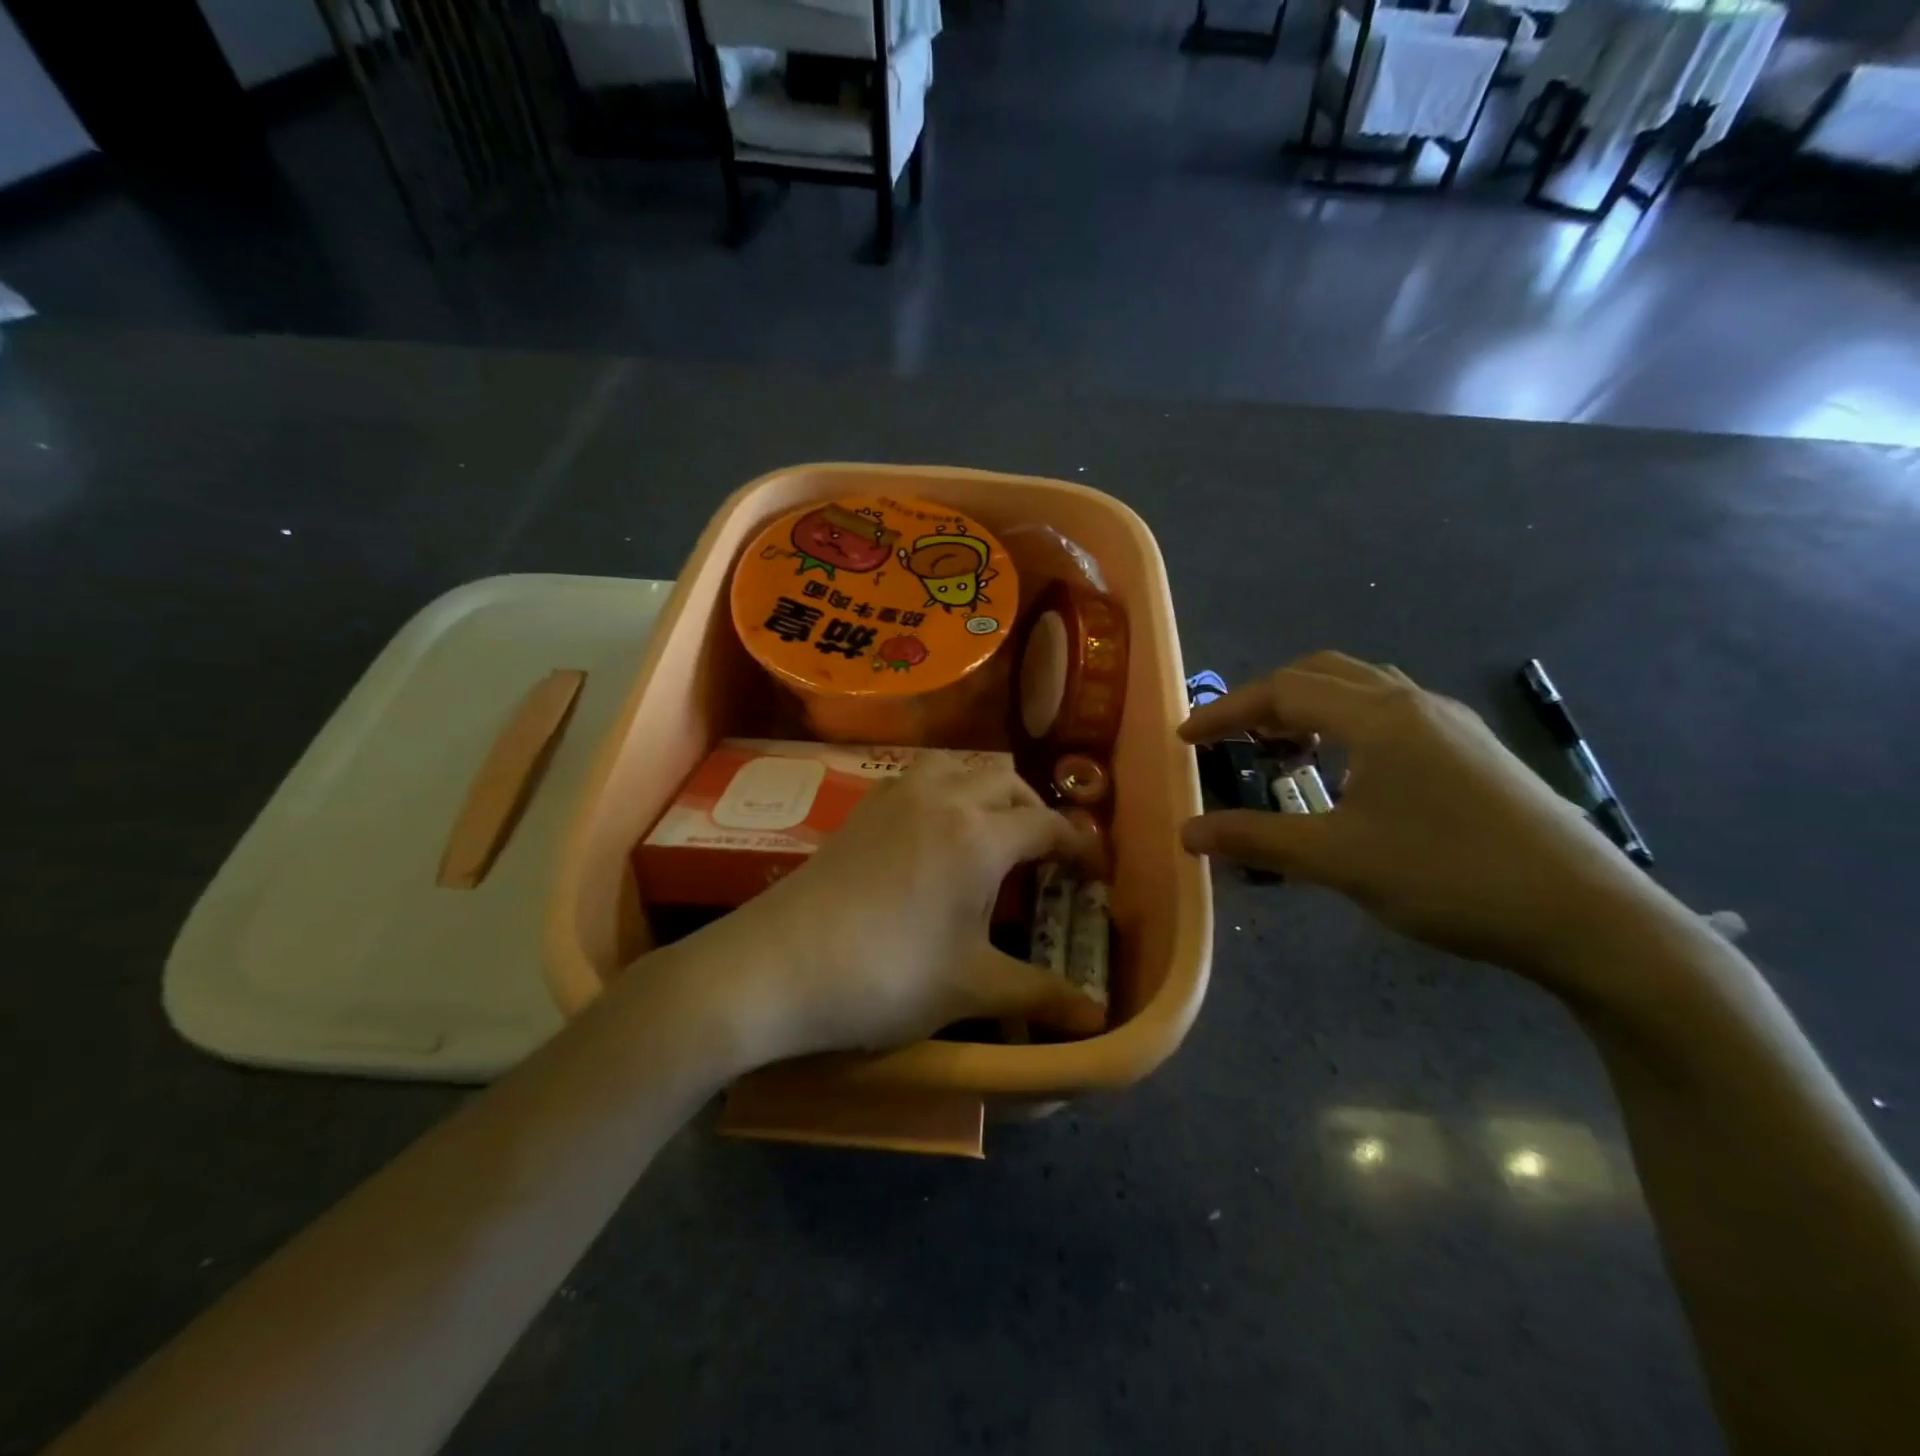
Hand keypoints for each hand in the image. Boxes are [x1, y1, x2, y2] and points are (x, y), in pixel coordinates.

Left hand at [698, 754, 1106, 1063]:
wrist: (777, 966)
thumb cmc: (886, 976)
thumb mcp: (970, 988)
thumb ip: (1039, 995)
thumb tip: (1096, 1019)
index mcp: (980, 835)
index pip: (1048, 826)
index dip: (1080, 848)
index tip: (1094, 874)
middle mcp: (943, 797)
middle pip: (1007, 784)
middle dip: (1035, 813)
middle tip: (1043, 859)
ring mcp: (897, 795)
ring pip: (961, 769)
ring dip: (988, 793)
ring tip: (992, 837)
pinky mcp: (863, 806)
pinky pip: (922, 778)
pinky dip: (947, 792)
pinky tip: (936, 834)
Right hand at [1180, 652, 1677, 990]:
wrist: (1588, 917)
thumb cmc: (1449, 876)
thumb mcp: (1339, 860)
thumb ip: (1256, 840)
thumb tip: (1188, 832)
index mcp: (1378, 717)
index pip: (1282, 691)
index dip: (1226, 711)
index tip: (1186, 739)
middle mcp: (1414, 703)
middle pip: (1322, 673)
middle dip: (1266, 700)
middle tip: (1232, 739)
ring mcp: (1452, 724)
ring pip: (1362, 690)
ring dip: (1310, 709)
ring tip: (1283, 752)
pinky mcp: (1475, 751)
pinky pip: (1392, 714)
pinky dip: (1347, 726)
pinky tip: (1347, 774)